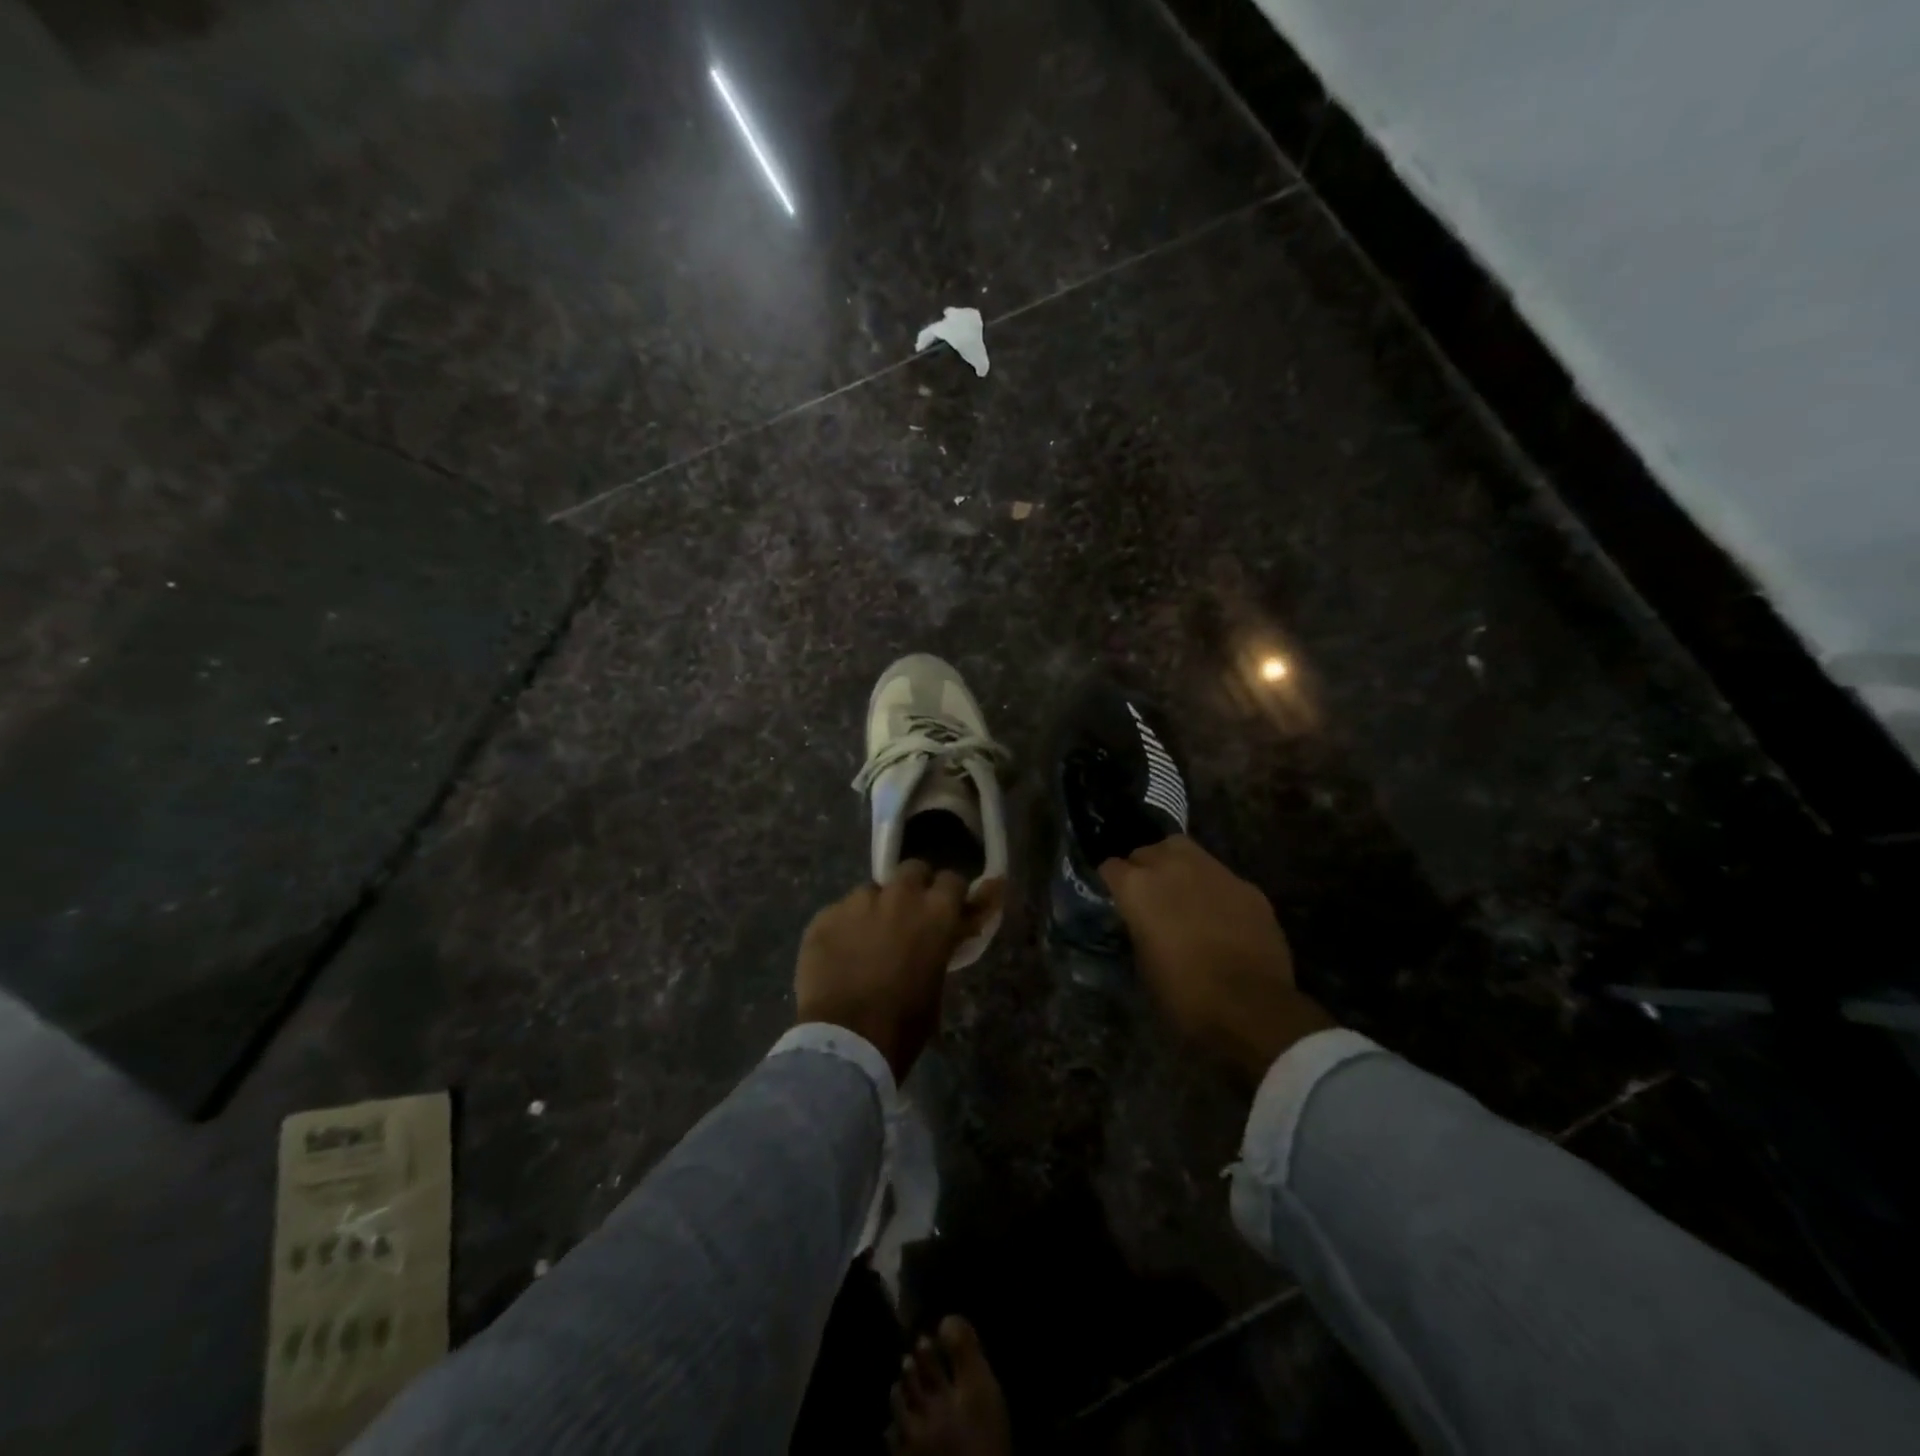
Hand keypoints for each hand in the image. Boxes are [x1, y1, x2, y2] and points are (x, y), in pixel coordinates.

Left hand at [795, 864, 1000, 1080]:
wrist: (846, 1040)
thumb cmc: (905, 1021)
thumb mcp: (938, 981)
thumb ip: (941, 944)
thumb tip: (944, 933)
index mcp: (935, 913)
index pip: (952, 880)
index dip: (949, 895)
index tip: (946, 910)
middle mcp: (899, 896)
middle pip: (912, 870)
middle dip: (913, 888)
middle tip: (908, 916)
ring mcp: (857, 902)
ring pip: (871, 891)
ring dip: (875, 908)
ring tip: (867, 939)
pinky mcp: (824, 916)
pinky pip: (840, 912)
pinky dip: (844, 927)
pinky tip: (839, 954)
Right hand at [1101, 836, 1334, 1084]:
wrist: (1250, 1008)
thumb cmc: (1183, 995)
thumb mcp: (1142, 964)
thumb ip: (1138, 928)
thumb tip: (1142, 923)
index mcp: (1137, 887)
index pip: (1110, 867)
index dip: (1111, 883)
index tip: (1115, 898)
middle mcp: (1172, 866)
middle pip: (1147, 851)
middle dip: (1143, 868)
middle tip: (1149, 895)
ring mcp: (1213, 871)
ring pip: (1185, 851)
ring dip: (1177, 867)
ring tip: (1182, 893)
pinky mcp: (1247, 885)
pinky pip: (1220, 877)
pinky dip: (1213, 889)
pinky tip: (1219, 914)